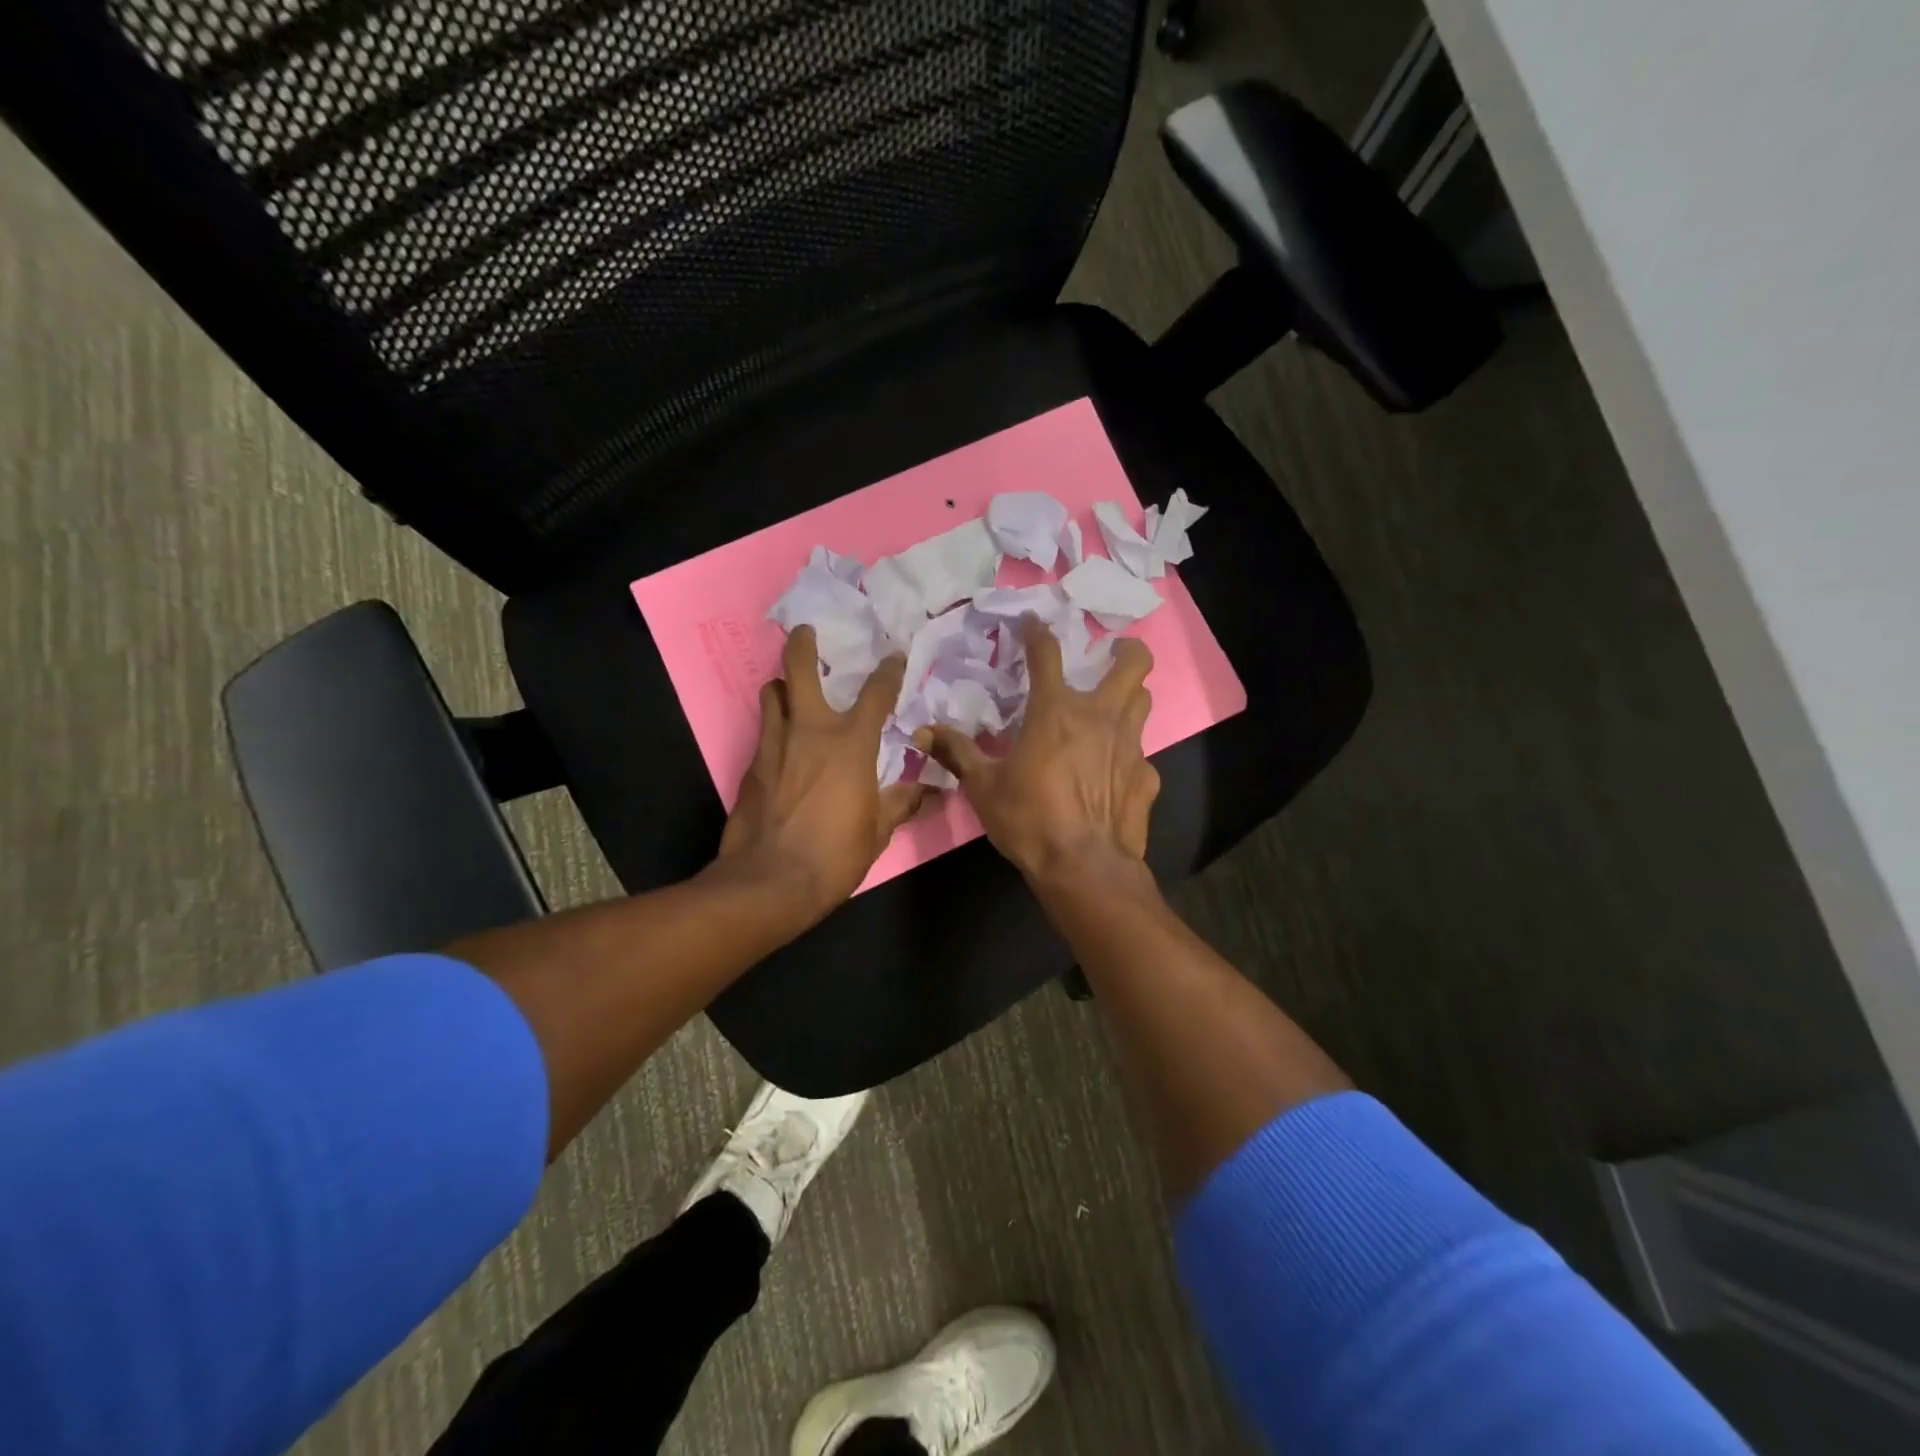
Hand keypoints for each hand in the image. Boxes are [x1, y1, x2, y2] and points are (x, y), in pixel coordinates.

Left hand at [718, 626, 925, 919]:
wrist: (770, 881)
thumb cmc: (835, 854)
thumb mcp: (879, 830)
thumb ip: (902, 802)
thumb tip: (933, 792)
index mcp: (851, 743)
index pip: (876, 693)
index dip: (889, 671)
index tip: (894, 656)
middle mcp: (810, 731)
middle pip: (799, 670)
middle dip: (803, 645)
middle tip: (806, 632)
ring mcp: (774, 745)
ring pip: (772, 694)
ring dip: (783, 685)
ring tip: (791, 689)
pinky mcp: (751, 765)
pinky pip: (764, 730)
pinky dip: (774, 724)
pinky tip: (782, 740)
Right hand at [919, 617, 1157, 883]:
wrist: (1084, 867)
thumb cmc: (1029, 820)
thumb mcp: (983, 787)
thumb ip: (956, 753)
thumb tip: (922, 732)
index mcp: (1056, 712)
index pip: (1047, 653)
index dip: (1038, 632)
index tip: (1032, 623)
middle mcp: (1101, 717)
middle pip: (1133, 663)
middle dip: (1125, 650)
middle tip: (1108, 655)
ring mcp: (1131, 745)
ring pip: (1144, 701)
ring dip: (1130, 696)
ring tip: (1111, 708)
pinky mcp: (1147, 776)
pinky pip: (1141, 754)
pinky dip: (1127, 755)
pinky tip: (1113, 774)